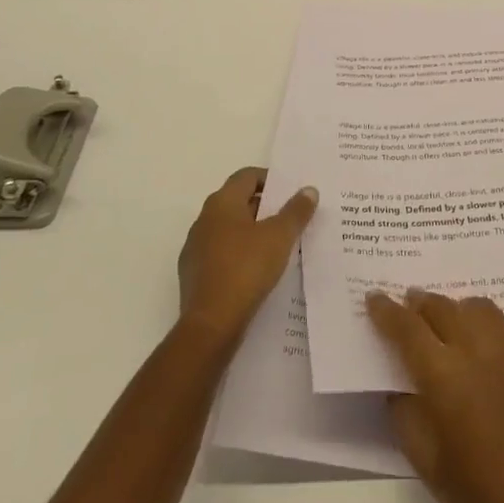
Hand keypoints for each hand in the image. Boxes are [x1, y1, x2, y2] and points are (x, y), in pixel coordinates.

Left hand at [177, 168, 316, 340]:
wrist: (210, 326)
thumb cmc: (246, 270)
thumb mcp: (280, 237)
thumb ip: (296, 211)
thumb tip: (309, 190)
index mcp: (222, 203)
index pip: (247, 176)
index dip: (270, 180)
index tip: (291, 194)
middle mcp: (204, 219)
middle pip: (238, 202)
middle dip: (265, 207)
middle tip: (291, 218)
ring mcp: (195, 248)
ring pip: (229, 230)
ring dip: (252, 232)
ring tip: (278, 246)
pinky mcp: (194, 275)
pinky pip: (221, 254)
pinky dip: (240, 255)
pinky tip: (257, 272)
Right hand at [366, 290, 503, 502]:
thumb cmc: (481, 496)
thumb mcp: (427, 463)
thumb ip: (405, 415)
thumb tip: (398, 385)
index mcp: (444, 376)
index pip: (407, 329)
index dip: (387, 311)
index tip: (374, 297)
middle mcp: (477, 349)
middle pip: (442, 307)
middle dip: (420, 302)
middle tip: (410, 304)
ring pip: (478, 307)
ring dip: (457, 309)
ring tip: (451, 322)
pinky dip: (490, 329)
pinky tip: (490, 350)